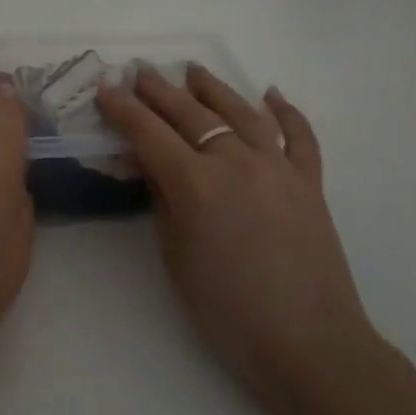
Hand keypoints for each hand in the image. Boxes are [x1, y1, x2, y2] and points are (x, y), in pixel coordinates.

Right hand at [95, 66, 375, 391]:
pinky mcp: (310, 183)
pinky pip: (300, 137)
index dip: (123, 110)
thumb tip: (149, 165)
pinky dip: (287, 112)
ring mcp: (278, 168)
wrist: (308, 343)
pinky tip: (273, 94)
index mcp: (195, 184)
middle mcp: (235, 163)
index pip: (149, 134)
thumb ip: (162, 202)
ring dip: (214, 89)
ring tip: (194, 71)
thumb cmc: (226, 311)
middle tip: (140, 73)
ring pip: (242, 113)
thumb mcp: (176, 256)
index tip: (105, 89)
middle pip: (191, 115)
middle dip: (160, 91)